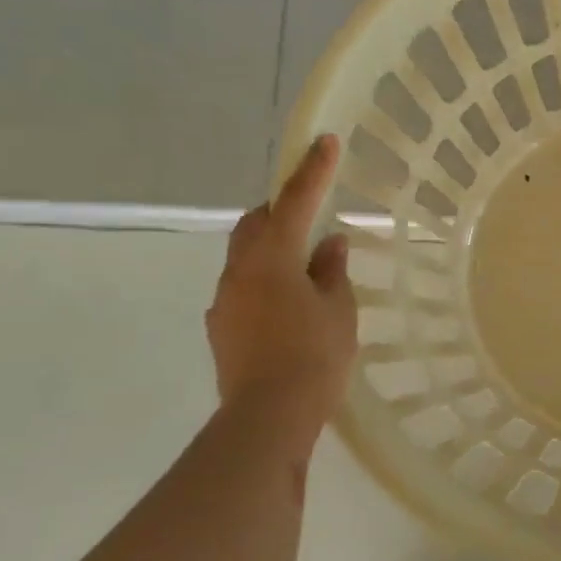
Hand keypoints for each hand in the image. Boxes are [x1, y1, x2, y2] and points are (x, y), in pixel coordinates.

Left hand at [207, 134, 358, 423]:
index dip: (312, 171)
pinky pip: (244, 287)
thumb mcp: (338, 309)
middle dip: (281, 210)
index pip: (294, 202)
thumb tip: (328, 243)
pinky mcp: (223, 329)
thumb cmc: (314, 356)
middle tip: (310, 211)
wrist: (267, 418)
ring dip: (273, 248)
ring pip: (246, 256)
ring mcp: (225, 301)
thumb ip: (332, 271)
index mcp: (272, 259)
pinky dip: (267, 280)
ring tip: (306, 266)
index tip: (325, 141)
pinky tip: (290, 304)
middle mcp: (240, 272)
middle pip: (255, 224)